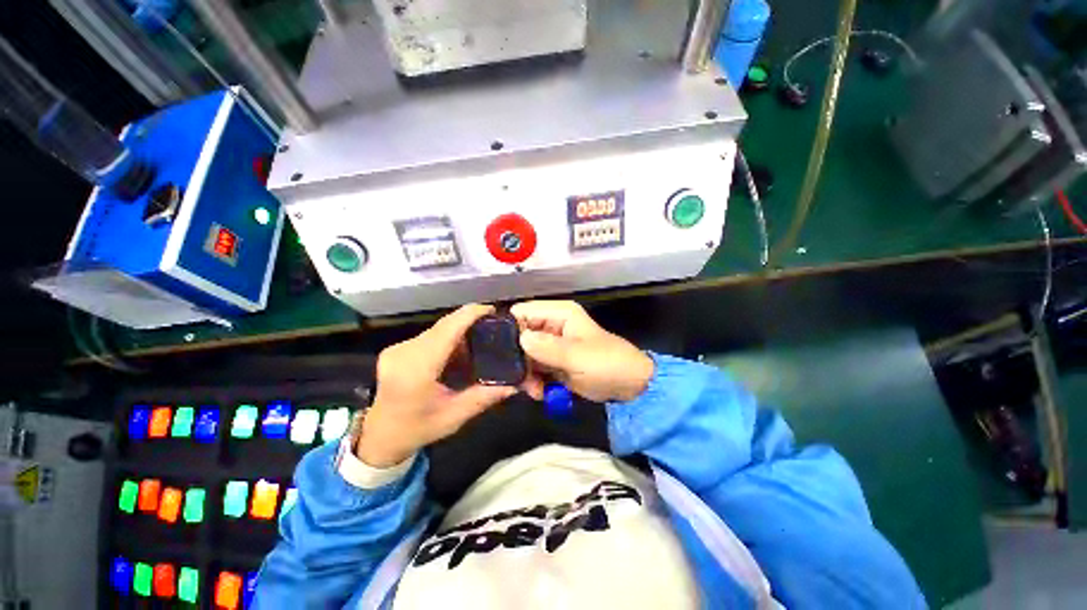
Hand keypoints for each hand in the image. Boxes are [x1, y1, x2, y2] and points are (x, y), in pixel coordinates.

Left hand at [358, 304, 516, 467]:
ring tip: (479, 342)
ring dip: (459, 331)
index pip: (448, 329)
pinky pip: (429, 336)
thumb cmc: (418, 429)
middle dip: (470, 321)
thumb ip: (485, 397)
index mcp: (417, 368)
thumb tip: (514, 384)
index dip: (470, 314)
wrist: (380, 436)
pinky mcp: (397, 349)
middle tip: (493, 329)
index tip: (492, 310)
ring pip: (437, 329)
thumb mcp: (455, 416)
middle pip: (444, 325)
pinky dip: (448, 339)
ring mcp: (398, 348)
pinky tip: (459, 352)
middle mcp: (405, 352)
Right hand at [511, 300, 653, 402]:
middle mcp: (551, 325)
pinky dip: (533, 380)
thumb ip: (547, 348)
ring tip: (533, 390)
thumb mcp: (577, 356)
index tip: (501, 352)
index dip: (510, 329)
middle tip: (520, 379)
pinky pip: (534, 367)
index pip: (522, 312)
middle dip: (517, 357)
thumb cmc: (607, 363)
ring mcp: (551, 344)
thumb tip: (519, 340)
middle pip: (520, 335)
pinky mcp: (553, 361)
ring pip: (524, 354)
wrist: (628, 386)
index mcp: (558, 313)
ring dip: (525, 372)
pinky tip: (539, 392)